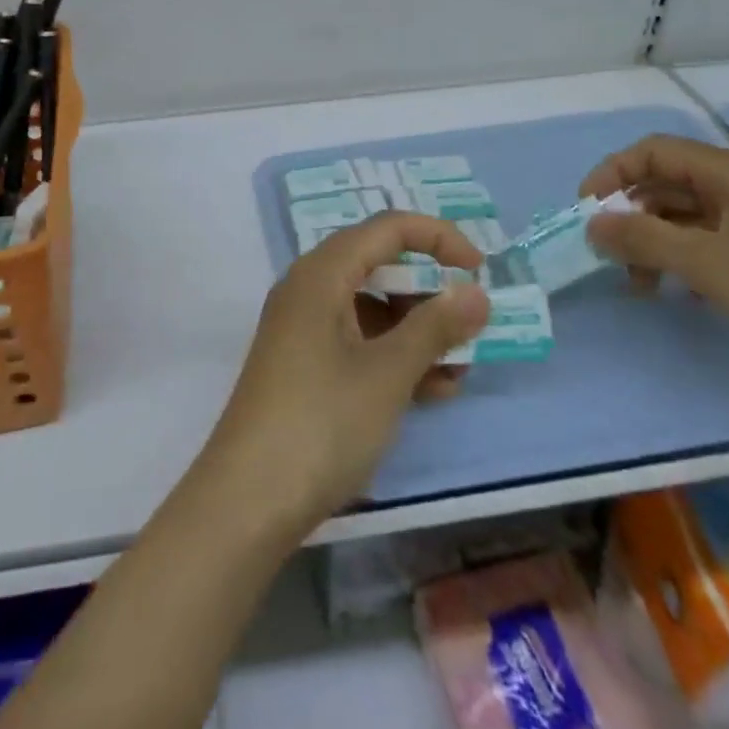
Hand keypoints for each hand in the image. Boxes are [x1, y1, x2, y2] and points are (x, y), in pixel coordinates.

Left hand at [195, 212, 490, 539]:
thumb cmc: (321, 422)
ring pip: (371, 308)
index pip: (388, 228)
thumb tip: (476, 291)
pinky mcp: (304, 364)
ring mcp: (303, 328)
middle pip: (379, 265)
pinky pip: (357, 341)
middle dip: (430, 292)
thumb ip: (435, 326)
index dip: (439, 238)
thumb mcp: (388, 373)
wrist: (247, 501)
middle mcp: (308, 288)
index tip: (480, 270)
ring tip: (457, 374)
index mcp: (322, 272)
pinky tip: (430, 392)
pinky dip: (394, 356)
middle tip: (469, 327)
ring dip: (417, 331)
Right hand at [581, 134, 728, 401]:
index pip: (652, 151)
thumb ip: (642, 239)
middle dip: (629, 214)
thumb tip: (591, 224)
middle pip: (665, 183)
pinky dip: (681, 259)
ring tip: (639, 284)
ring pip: (684, 216)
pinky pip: (707, 242)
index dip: (612, 174)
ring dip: (652, 242)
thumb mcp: (707, 263)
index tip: (587, 211)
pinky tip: (677, 291)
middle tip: (608, 253)